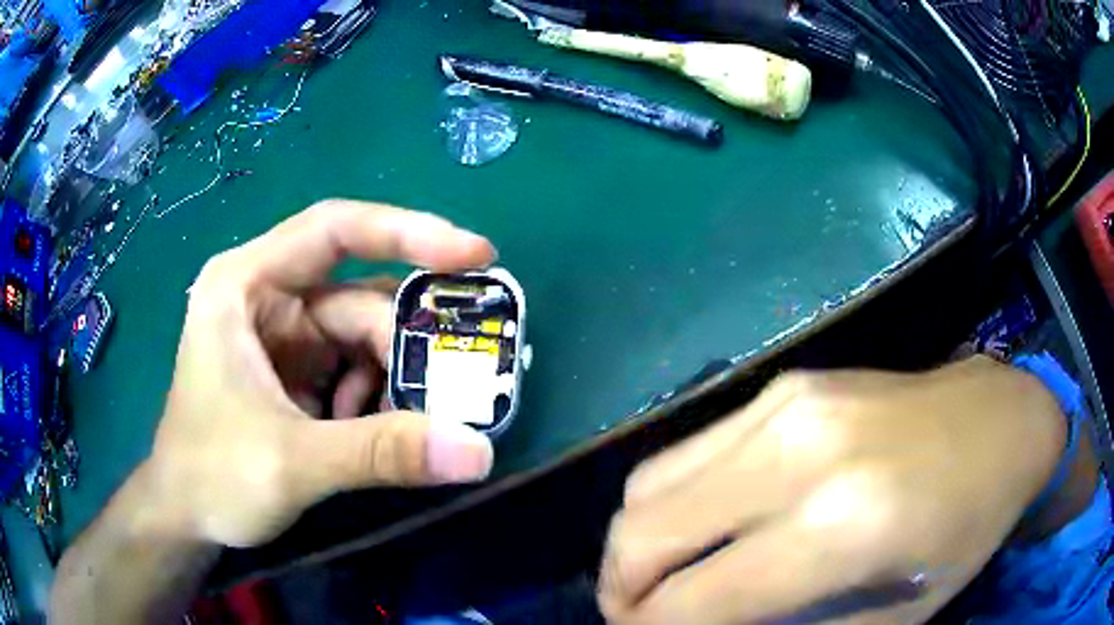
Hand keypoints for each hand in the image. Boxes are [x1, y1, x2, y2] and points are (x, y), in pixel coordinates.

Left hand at [146, 200, 496, 547]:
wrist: (185, 516)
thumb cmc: (212, 476)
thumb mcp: (292, 462)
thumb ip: (380, 453)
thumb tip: (478, 451)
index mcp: (246, 285)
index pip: (334, 230)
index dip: (408, 233)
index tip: (477, 256)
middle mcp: (267, 298)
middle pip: (357, 299)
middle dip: (403, 347)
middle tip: (452, 391)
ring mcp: (282, 336)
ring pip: (362, 339)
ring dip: (390, 383)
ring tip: (403, 428)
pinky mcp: (295, 372)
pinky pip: (354, 370)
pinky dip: (374, 401)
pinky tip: (366, 437)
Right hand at [599, 357, 1067, 623]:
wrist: (1003, 421)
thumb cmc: (964, 532)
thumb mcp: (892, 620)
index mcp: (840, 527)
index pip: (690, 600)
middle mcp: (798, 454)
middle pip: (643, 532)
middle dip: (620, 591)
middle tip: (637, 621)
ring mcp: (785, 406)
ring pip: (649, 486)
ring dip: (636, 547)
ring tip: (658, 580)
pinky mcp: (784, 386)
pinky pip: (687, 454)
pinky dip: (670, 504)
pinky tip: (699, 529)